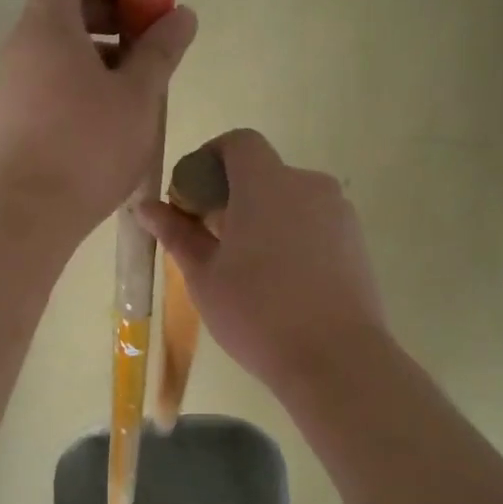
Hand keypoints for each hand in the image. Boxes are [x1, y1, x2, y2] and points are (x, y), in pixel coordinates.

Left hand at [0, 0, 197, 238]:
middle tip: (149, 43)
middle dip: (111, 15)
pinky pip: (47, 80)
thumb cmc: (86, 146)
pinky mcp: (9, 118)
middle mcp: (19, 46)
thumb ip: (161, 49)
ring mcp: (9, 84)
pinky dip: (80, 81)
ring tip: (138, 85)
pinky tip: (110, 117)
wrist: (23, 216)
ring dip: (99, 52)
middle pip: (62, 7)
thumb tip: (182, 14)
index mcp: (46, 26)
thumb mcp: (137, 95)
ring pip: (57, 48)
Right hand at [137, 129, 389, 402]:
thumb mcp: (204, 276)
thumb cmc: (258, 313)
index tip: (193, 197)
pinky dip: (291, 234)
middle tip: (211, 240)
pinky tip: (282, 281)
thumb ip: (177, 233)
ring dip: (263, 216)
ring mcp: (338, 213)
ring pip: (289, 199)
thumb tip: (146, 207)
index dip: (210, 158)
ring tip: (247, 267)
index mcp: (267, 184)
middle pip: (263, 172)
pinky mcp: (356, 240)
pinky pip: (313, 222)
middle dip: (232, 195)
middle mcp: (308, 185)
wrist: (337, 360)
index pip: (238, 142)